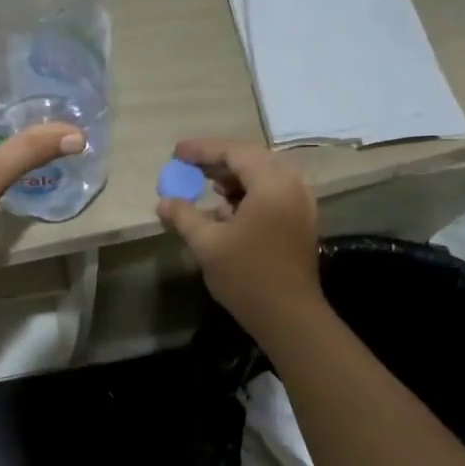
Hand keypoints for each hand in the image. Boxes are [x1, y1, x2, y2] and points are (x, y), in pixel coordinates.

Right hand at [156, 138, 321, 335]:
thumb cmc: (247, 275)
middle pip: (253, 159)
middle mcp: (292, 186)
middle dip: (219, 161)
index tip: (176, 153)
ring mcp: (301, 204)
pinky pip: (273, 194)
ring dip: (235, 178)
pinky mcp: (301, 222)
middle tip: (190, 166)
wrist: (289, 316)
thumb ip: (184, 216)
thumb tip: (164, 202)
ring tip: (208, 187)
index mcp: (272, 184)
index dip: (203, 150)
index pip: (235, 152)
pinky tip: (228, 211)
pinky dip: (249, 194)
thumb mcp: (207, 243)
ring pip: (265, 177)